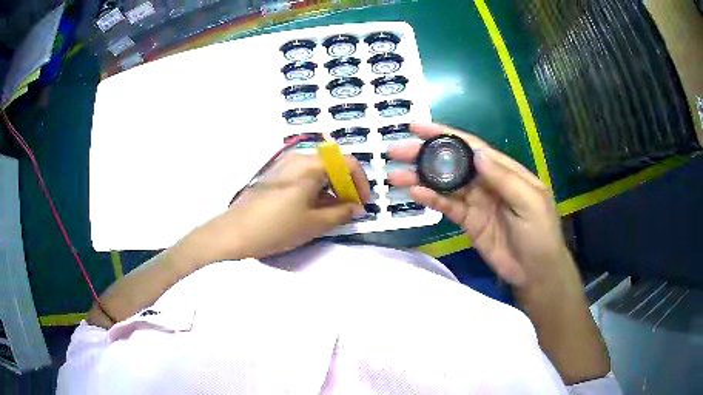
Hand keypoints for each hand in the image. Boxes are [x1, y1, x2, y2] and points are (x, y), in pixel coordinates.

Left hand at [184, 153, 369, 262]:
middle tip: (349, 209)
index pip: (347, 163)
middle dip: (345, 186)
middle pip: (332, 165)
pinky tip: (312, 209)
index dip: (361, 182)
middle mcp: (297, 158)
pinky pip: (303, 176)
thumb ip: (341, 213)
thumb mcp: (314, 224)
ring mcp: (283, 165)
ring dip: (330, 188)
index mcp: (310, 165)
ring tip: (332, 212)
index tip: (363, 203)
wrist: (233, 232)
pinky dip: (315, 189)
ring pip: (317, 171)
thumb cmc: (276, 227)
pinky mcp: (274, 175)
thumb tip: (357, 207)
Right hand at [389, 123, 569, 288]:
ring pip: (445, 184)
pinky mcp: (469, 221)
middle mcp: (487, 181)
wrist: (536, 272)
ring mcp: (476, 202)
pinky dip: (431, 200)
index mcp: (504, 170)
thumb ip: (504, 178)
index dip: (445, 134)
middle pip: (452, 163)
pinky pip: (447, 207)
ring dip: (421, 178)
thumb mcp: (530, 202)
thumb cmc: (540, 234)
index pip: (471, 146)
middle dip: (425, 154)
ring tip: (395, 175)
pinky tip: (415, 194)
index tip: (417, 128)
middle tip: (396, 151)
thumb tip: (476, 153)